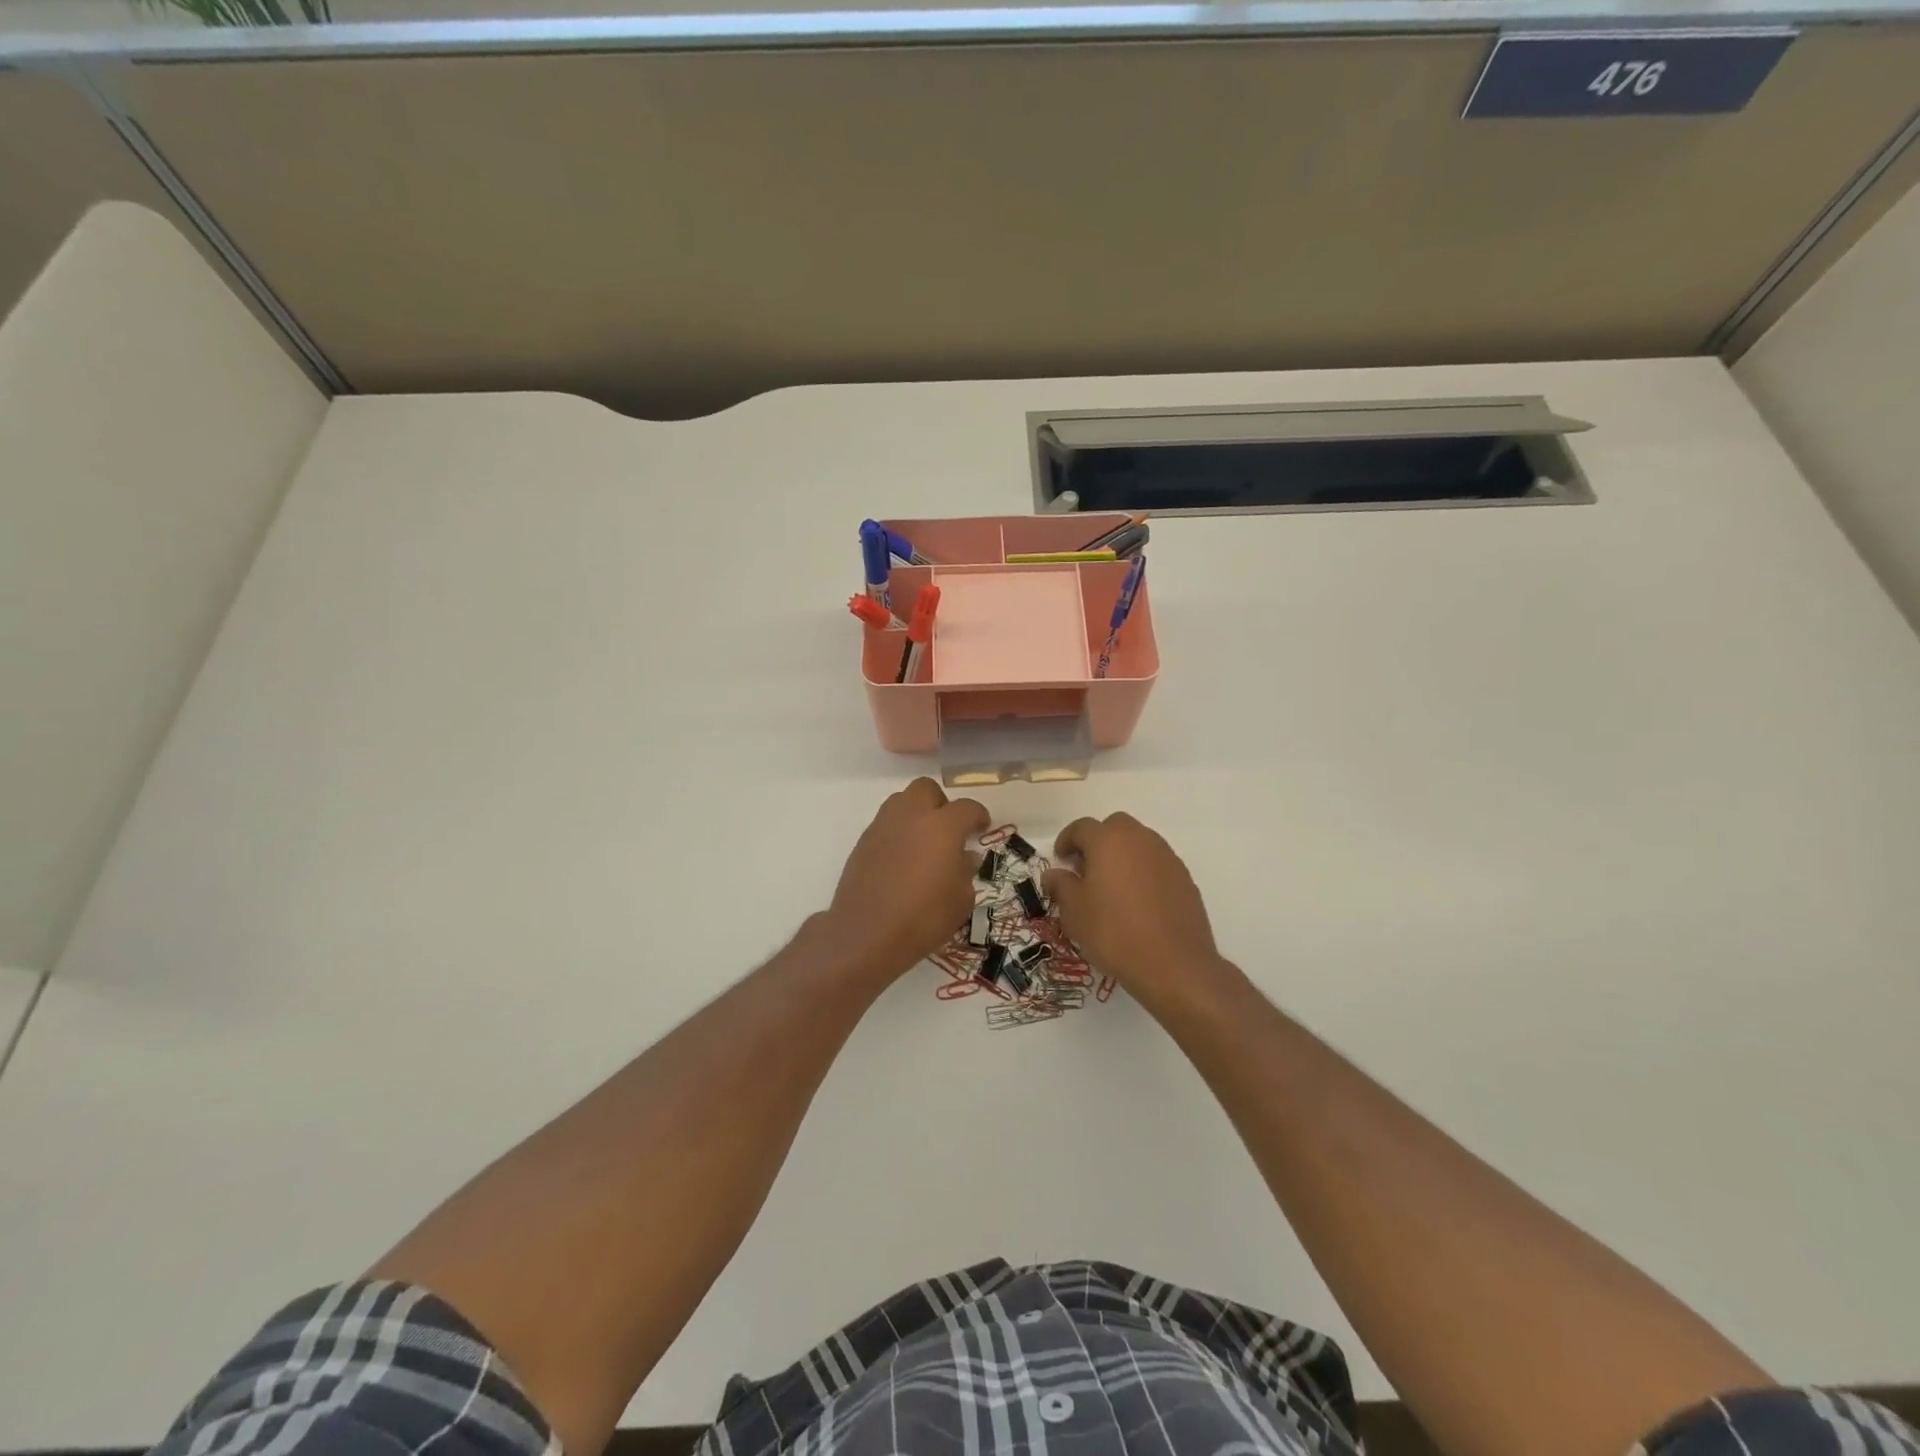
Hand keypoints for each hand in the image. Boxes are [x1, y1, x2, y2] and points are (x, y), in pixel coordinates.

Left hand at [824, 779, 988, 981]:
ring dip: (915, 814)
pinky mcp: (862, 842)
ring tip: (923, 842)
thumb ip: (965, 871)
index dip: (978, 816)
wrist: (867, 933)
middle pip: (926, 789)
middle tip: (948, 829)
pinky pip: (885, 825)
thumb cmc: (924, 918)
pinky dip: (897, 834)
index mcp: (942, 826)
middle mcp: (911, 816)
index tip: (982, 827)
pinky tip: (901, 860)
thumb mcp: (960, 900)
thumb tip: (964, 856)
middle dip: (940, 803)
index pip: (967, 807)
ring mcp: (882, 827)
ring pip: (901, 801)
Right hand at [1043, 812, 1224, 1005]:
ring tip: (1112, 887)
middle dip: (1098, 841)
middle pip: (1115, 826)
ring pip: (1139, 843)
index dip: (1067, 840)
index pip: (1082, 827)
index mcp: (1108, 841)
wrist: (1174, 965)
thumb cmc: (1114, 933)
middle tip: (1086, 869)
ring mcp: (1166, 857)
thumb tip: (1054, 873)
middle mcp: (1140, 840)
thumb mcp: (1075, 912)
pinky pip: (1156, 863)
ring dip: (1122, 855)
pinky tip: (1137, 902)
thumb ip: (1061, 885)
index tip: (1060, 860)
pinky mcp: (1184, 878)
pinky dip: (1143, 872)